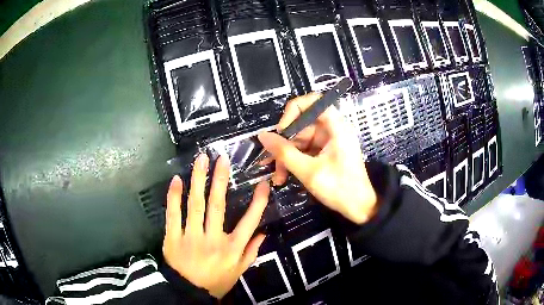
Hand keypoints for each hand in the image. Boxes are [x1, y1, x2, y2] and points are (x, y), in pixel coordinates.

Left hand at [162, 154, 269, 298]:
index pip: (249, 222)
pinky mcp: (173, 238)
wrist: (188, 293)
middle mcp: (213, 239)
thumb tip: (264, 232)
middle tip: (221, 159)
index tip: (262, 184)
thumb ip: (251, 252)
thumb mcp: (239, 271)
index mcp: (232, 248)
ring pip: (195, 205)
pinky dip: (174, 196)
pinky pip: (173, 214)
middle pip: (217, 206)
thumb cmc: (216, 281)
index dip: (257, 202)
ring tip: (201, 160)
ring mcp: (191, 237)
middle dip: (220, 180)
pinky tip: (177, 180)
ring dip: (198, 180)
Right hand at [257, 92, 376, 223]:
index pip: (314, 101)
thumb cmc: (340, 189)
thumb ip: (284, 152)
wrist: (359, 208)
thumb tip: (262, 135)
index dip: (295, 110)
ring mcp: (328, 141)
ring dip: (286, 156)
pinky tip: (284, 176)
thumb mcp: (309, 171)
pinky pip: (305, 150)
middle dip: (285, 143)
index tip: (282, 130)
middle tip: (271, 160)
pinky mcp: (325, 152)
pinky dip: (294, 161)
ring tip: (278, 176)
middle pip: (302, 124)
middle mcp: (332, 129)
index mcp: (336, 127)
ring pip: (300, 139)